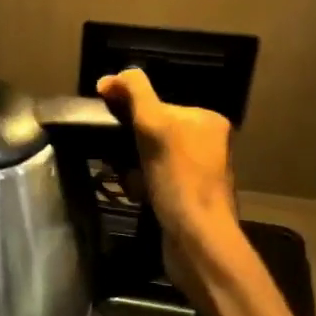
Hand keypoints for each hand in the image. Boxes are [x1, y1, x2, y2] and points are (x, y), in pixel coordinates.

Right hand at [96, 68, 239, 293]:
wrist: (196, 239)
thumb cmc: (178, 179)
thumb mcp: (154, 124)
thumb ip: (135, 93)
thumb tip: (113, 76)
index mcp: (207, 119)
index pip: (156, 103)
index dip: (128, 113)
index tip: (107, 123)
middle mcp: (208, 142)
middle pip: (150, 131)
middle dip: (128, 145)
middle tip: (119, 159)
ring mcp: (199, 171)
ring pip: (148, 157)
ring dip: (131, 167)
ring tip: (128, 180)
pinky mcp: (187, 196)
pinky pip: (153, 179)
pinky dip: (140, 185)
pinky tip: (137, 195)